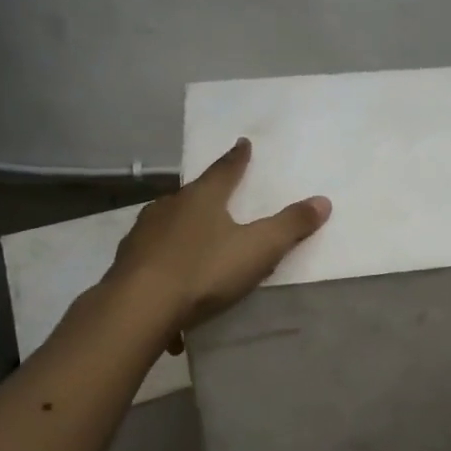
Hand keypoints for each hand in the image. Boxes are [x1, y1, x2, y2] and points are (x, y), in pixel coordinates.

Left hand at [107, 138, 330, 335]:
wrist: (138, 308)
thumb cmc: (203, 270)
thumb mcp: (257, 249)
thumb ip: (290, 226)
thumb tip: (323, 201)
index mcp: (201, 197)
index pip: (225, 170)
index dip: (237, 158)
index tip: (243, 143)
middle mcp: (168, 208)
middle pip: (192, 195)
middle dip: (206, 195)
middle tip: (218, 196)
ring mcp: (143, 234)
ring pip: (168, 225)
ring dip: (183, 230)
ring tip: (196, 242)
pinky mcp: (127, 263)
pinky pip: (154, 258)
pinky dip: (167, 266)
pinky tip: (173, 289)